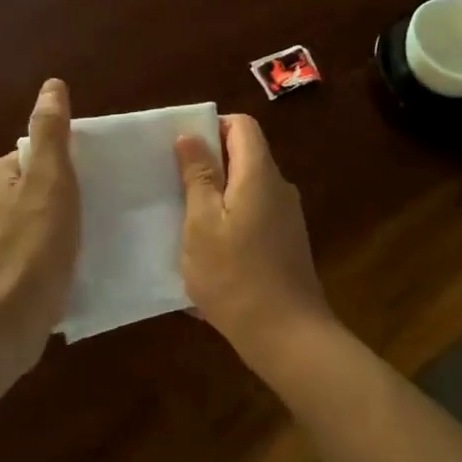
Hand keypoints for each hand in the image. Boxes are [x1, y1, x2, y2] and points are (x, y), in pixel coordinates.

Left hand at [0, 79, 79, 352]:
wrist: (1, 325)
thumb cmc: (31, 245)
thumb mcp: (50, 180)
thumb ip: (51, 133)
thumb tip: (52, 85)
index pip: (33, 159)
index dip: (65, 169)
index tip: (90, 185)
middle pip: (31, 193)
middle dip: (60, 202)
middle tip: (94, 215)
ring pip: (29, 227)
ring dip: (54, 234)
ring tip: (86, 246)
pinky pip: (25, 260)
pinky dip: (45, 263)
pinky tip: (65, 276)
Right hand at [175, 114, 336, 373]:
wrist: (287, 335)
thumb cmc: (235, 275)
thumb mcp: (202, 224)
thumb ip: (198, 177)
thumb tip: (191, 136)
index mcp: (259, 174)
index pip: (242, 126)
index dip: (212, 127)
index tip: (182, 150)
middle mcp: (279, 188)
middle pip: (245, 156)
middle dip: (210, 164)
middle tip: (174, 184)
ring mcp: (287, 217)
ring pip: (248, 188)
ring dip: (218, 195)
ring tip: (185, 219)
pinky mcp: (287, 243)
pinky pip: (255, 214)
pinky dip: (232, 219)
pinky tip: (210, 250)